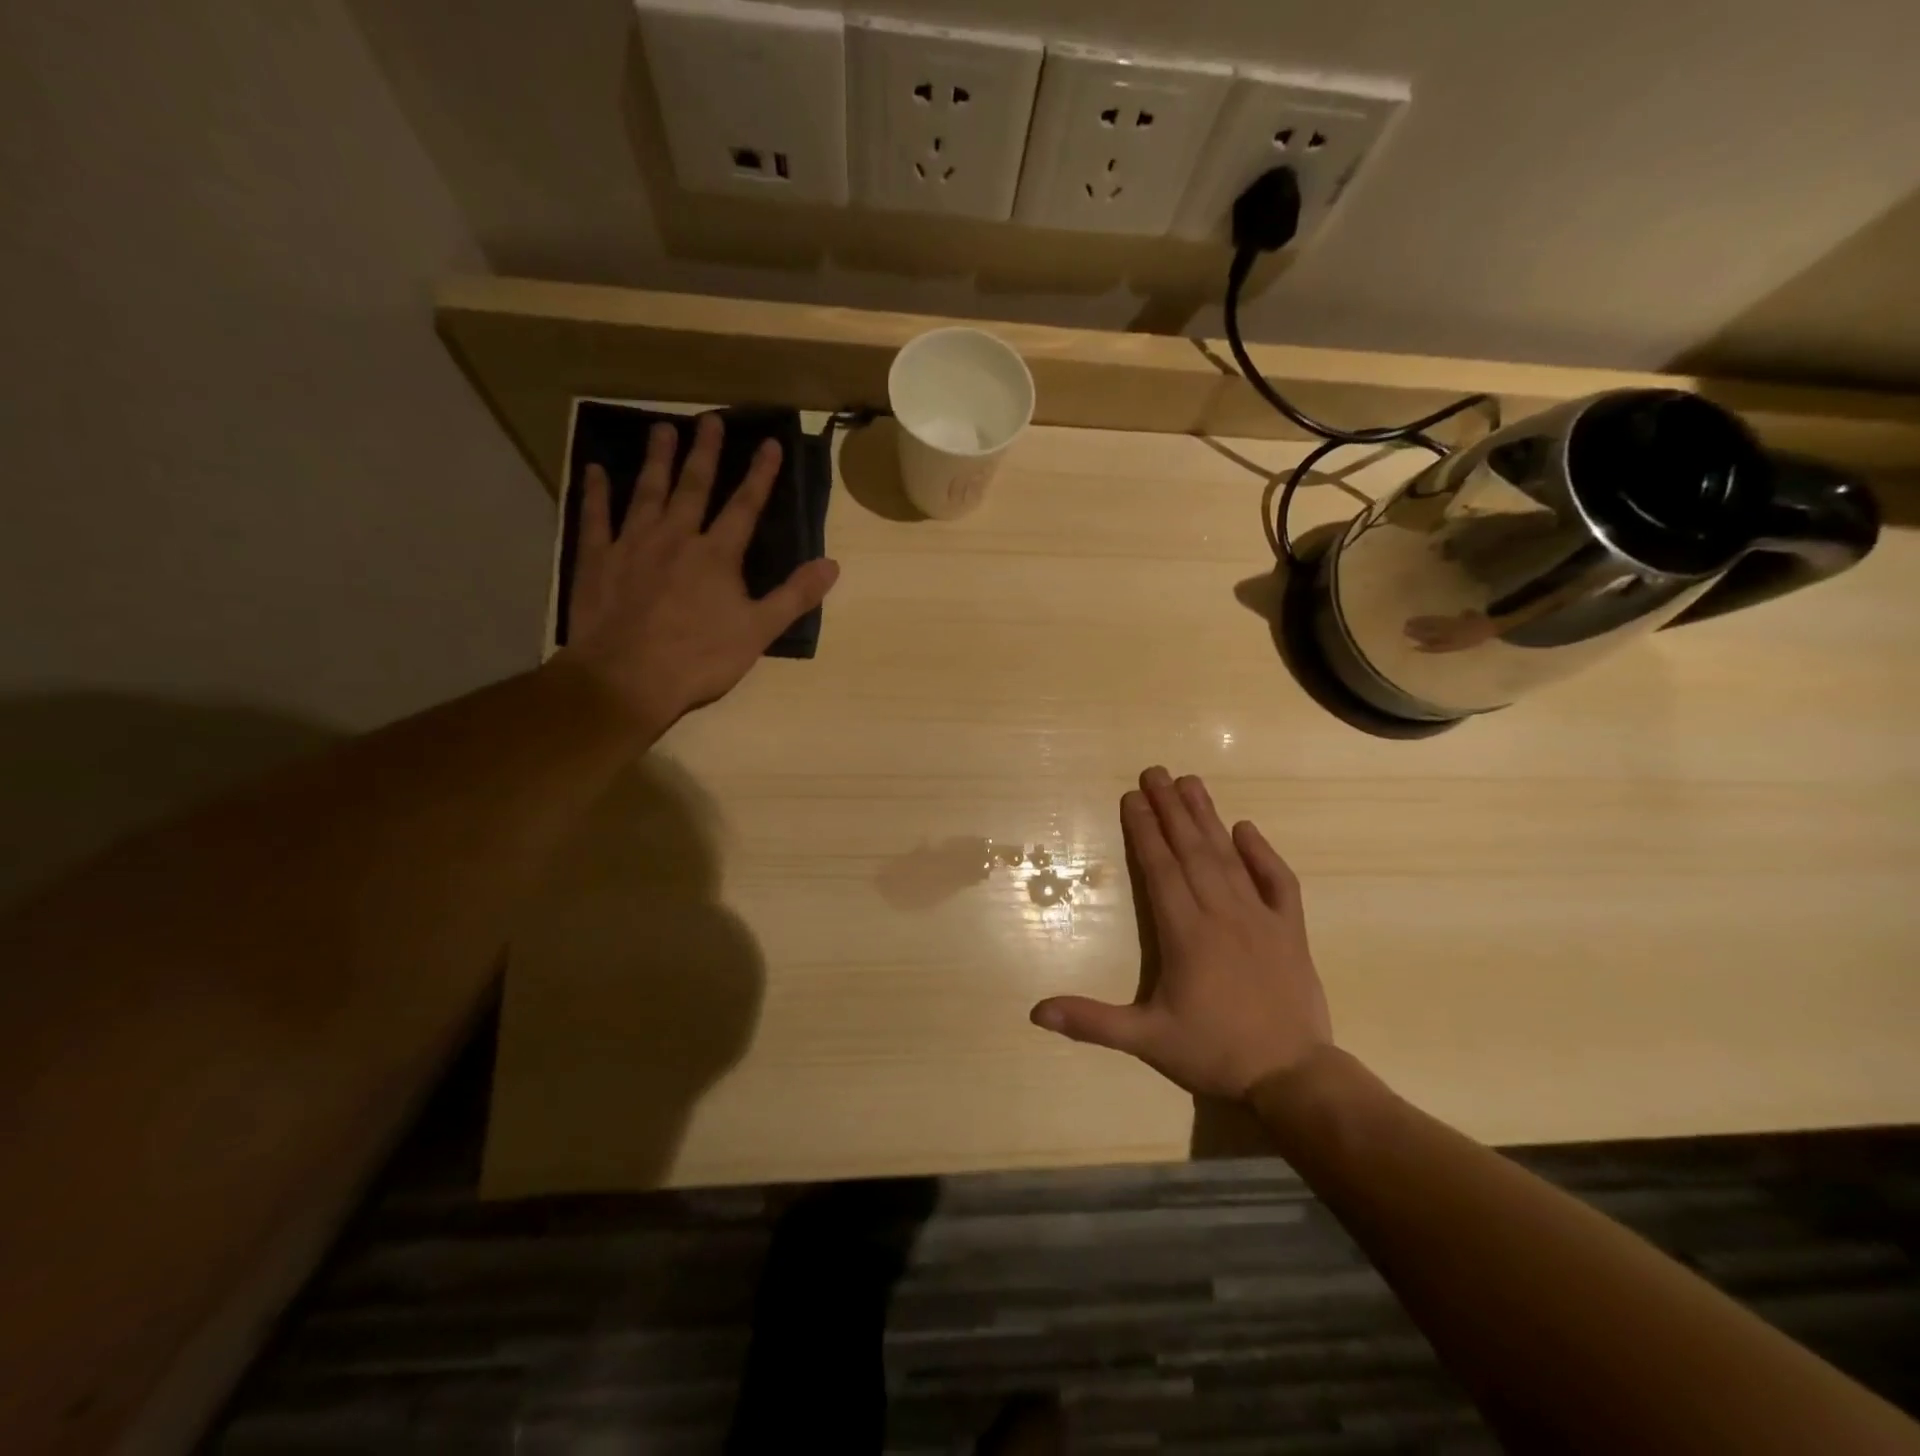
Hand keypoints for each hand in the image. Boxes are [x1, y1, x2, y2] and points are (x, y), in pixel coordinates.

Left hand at [562, 414, 839, 734]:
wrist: (627, 678)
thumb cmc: (699, 659)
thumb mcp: (758, 632)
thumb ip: (794, 596)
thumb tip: (832, 565)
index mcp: (717, 555)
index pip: (745, 507)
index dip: (761, 475)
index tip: (771, 444)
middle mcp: (676, 537)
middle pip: (693, 487)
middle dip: (706, 453)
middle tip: (710, 419)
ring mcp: (633, 545)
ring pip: (647, 492)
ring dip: (657, 460)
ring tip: (661, 429)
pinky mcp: (598, 560)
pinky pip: (596, 517)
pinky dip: (596, 492)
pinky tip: (595, 470)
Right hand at [1030, 767, 1331, 1099]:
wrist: (1292, 1077)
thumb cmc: (1214, 1053)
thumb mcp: (1146, 1040)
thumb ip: (1091, 1022)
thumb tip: (1036, 1012)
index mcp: (1185, 932)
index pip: (1160, 869)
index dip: (1144, 831)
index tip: (1132, 797)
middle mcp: (1220, 913)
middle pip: (1191, 850)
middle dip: (1170, 809)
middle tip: (1155, 772)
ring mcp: (1259, 917)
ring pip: (1228, 857)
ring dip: (1207, 817)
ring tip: (1191, 782)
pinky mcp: (1289, 929)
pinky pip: (1278, 881)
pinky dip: (1263, 853)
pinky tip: (1247, 829)